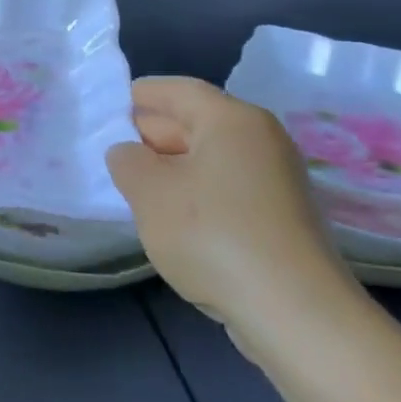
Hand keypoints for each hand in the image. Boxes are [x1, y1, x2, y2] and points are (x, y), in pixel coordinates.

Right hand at [107, 77, 361, 334]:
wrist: (293, 310)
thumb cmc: (212, 234)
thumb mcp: (150, 192)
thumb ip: (128, 161)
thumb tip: (129, 153)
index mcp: (232, 119)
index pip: (177, 90)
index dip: (140, 94)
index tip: (107, 107)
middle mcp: (262, 139)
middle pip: (197, 122)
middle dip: (152, 134)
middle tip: (112, 151)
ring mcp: (277, 180)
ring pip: (211, 159)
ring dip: (172, 168)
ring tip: (134, 187)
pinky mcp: (282, 217)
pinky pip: (227, 189)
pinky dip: (196, 193)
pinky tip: (173, 219)